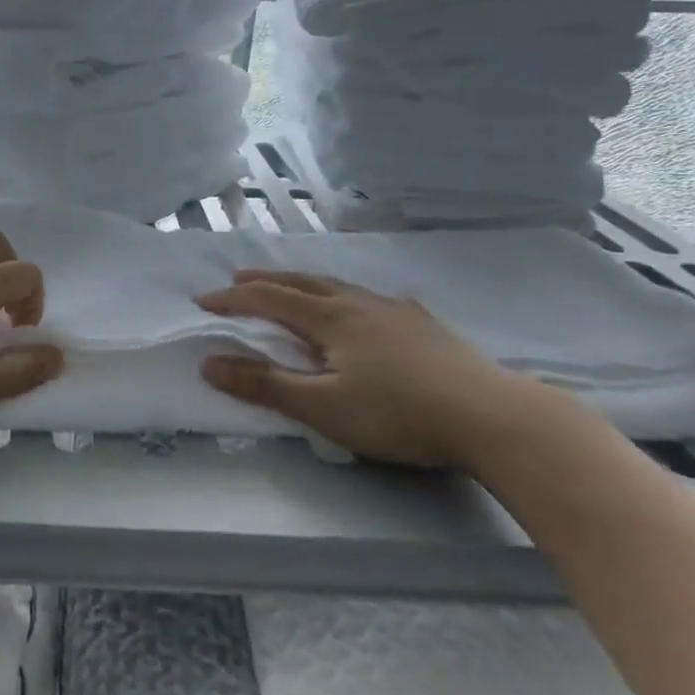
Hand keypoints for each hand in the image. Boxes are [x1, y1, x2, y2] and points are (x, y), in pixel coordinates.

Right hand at [197, 269, 566, 468]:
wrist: (491, 416)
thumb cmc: (397, 413)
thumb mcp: (322, 407)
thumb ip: (264, 385)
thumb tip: (209, 363)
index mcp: (329, 318)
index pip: (268, 299)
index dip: (233, 300)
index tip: (203, 302)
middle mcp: (357, 302)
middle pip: (301, 281)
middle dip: (264, 280)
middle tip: (237, 278)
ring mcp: (395, 309)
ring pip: (338, 284)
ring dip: (304, 282)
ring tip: (291, 284)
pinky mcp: (425, 324)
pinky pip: (374, 297)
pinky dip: (350, 294)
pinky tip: (366, 304)